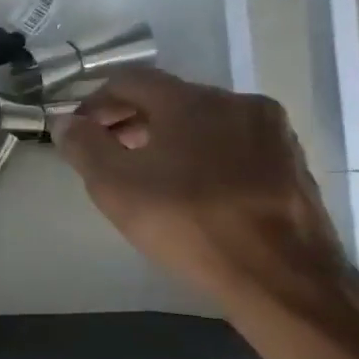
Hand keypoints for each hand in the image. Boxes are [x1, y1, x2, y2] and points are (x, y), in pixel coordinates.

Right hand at [57, 69, 348, 303]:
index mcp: (191, 100)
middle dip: (130, 120)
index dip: (94, 102)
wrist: (283, 278)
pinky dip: (203, 155)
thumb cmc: (188, 223)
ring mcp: (272, 132)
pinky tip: (192, 191)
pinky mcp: (292, 163)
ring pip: (203, 121)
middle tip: (106, 154)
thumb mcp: (114, 185)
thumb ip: (83, 145)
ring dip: (167, 138)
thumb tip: (66, 122)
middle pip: (168, 98)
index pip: (129, 80)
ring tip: (146, 175)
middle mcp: (236, 103)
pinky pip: (233, 144)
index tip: (78, 133)